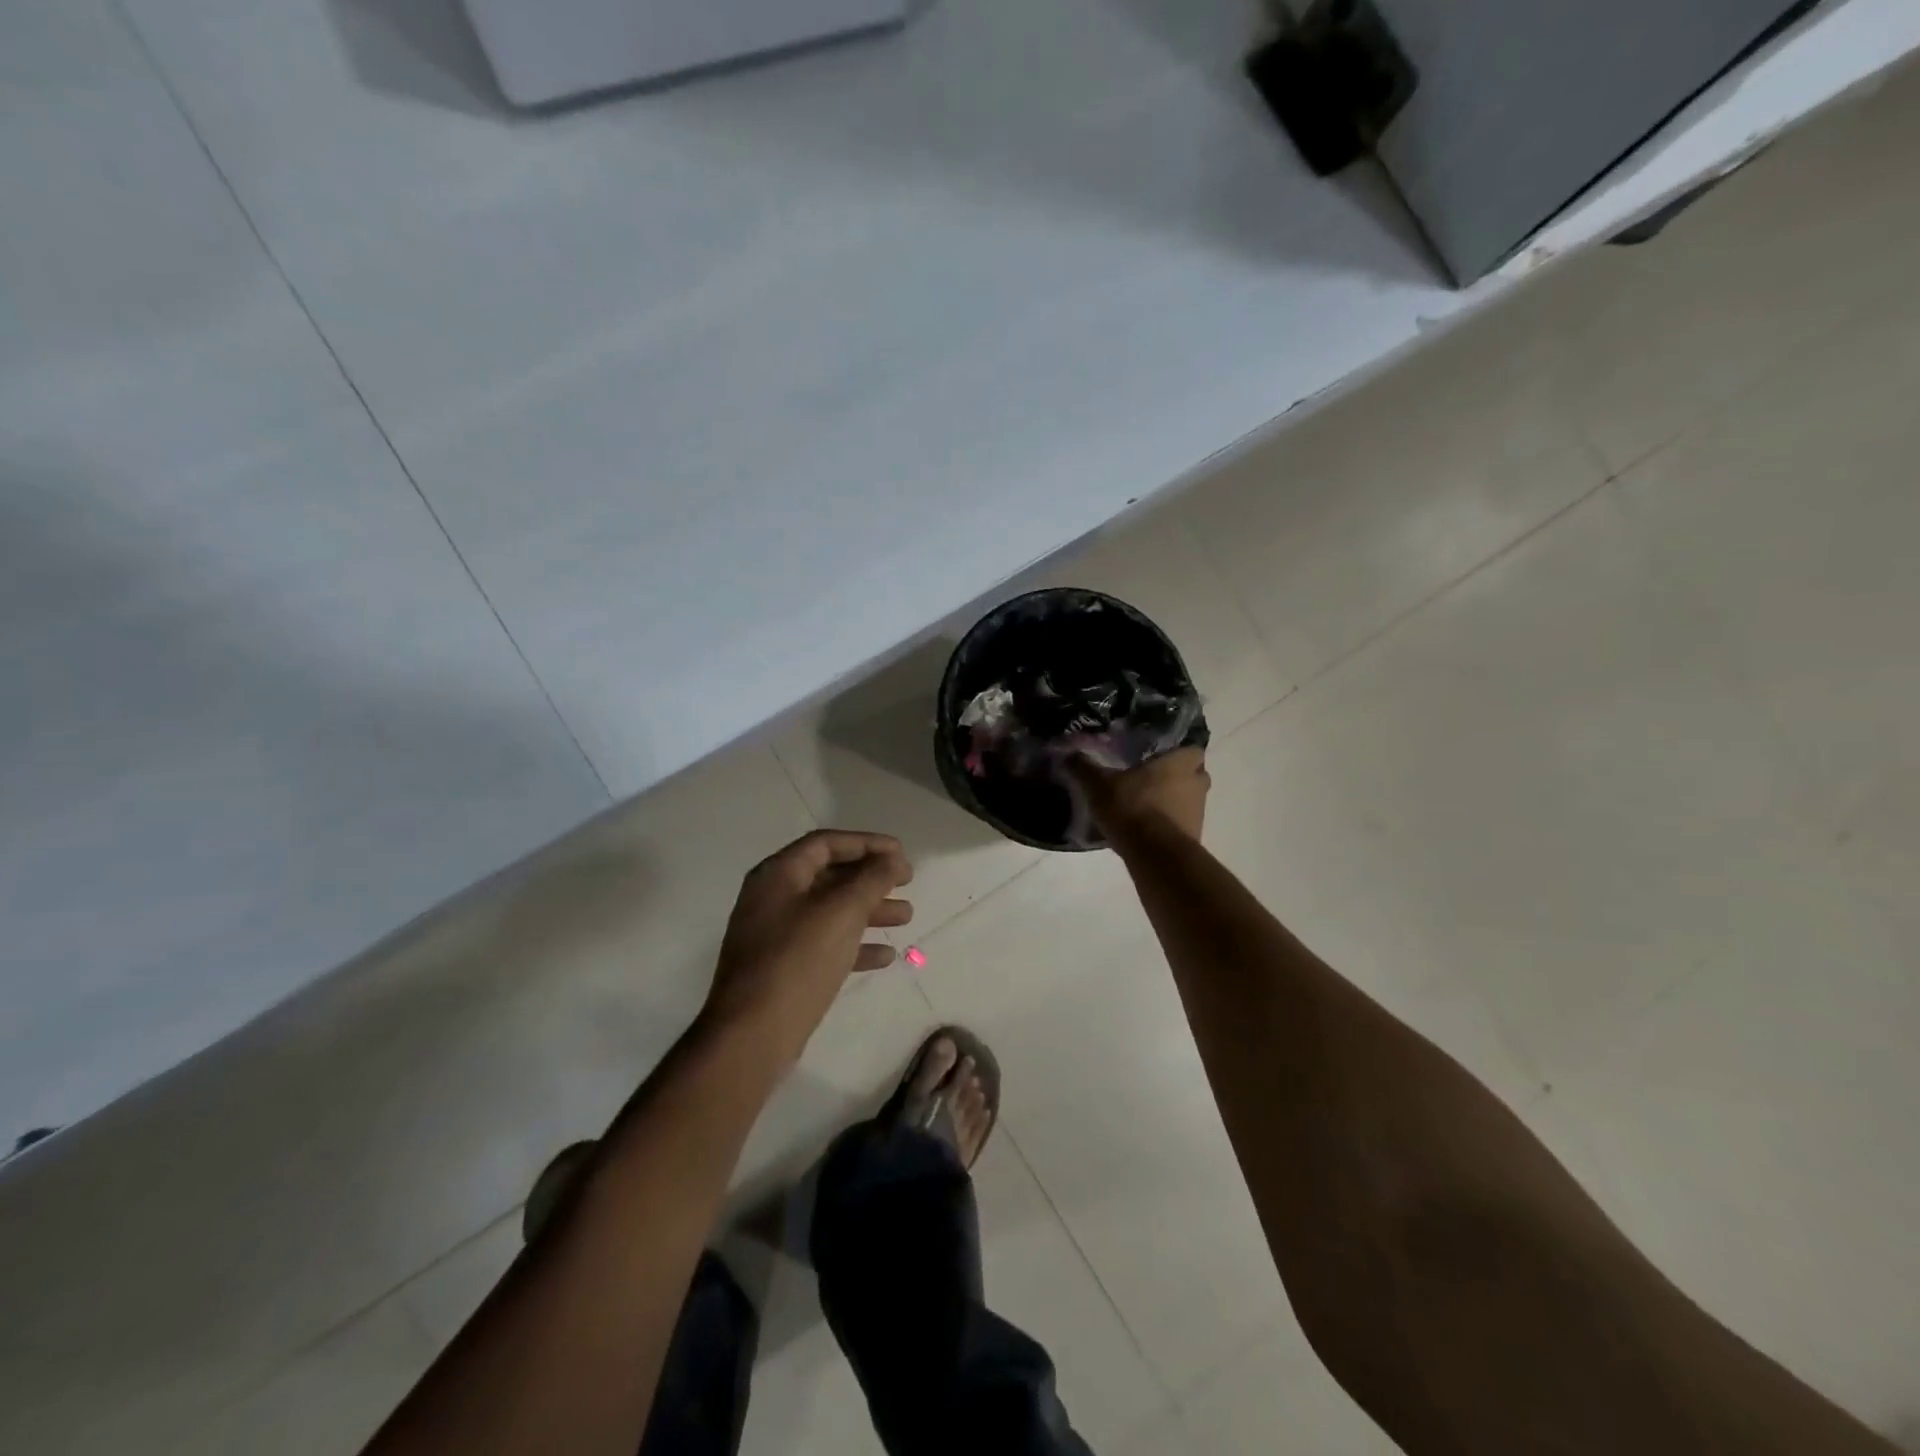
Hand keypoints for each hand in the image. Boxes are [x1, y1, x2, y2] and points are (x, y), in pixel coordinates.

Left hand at [703, 830, 912, 1067]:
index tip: (901, 854)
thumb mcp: (842, 912)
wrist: (753, 1035)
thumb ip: (872, 879)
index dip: (867, 843)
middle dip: (871, 877)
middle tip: (907, 882)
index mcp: (778, 875)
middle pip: (829, 875)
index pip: (827, 843)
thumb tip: (892, 859)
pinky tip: (885, 955)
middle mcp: (773, 898)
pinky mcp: (784, 968)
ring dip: (869, 910)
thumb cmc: (798, 961)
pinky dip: (855, 944)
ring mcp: (776, 935)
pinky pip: (825, 944)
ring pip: (830, 911)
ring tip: (907, 917)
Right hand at [1075, 746, 1210, 846]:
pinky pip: (1180, 826)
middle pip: (1193, 775)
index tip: (1160, 757)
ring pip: (1188, 801)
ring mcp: (1199, 813)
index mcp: (1181, 762)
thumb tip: (1069, 755)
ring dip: (1172, 803)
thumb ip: (1084, 768)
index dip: (1178, 752)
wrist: (1155, 855)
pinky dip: (1168, 826)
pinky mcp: (1194, 839)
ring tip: (1144, 807)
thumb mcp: (1099, 785)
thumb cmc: (1133, 807)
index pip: (1192, 749)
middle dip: (1176, 778)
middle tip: (1150, 780)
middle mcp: (1197, 784)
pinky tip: (1145, 831)